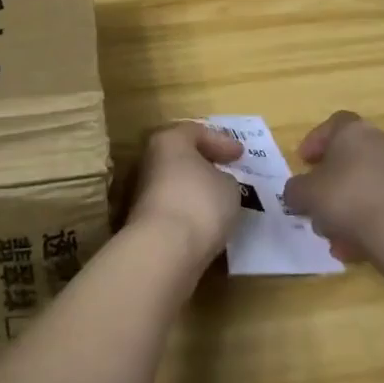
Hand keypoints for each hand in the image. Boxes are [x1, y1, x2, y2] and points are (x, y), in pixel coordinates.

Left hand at [126, 120, 245, 268]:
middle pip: (181, 156)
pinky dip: (189, 209)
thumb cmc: (200, 203)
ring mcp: (143, 191)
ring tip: (220, 198)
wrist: (164, 250)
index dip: (221, 141)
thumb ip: (225, 178)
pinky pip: (172, 206)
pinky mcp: (144, 220)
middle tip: (227, 170)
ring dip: (196, 188)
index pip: (197, 131)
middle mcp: (151, 160)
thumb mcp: (229, 186)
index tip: (240, 155)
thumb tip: (217, 182)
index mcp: (170, 140)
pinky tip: (206, 220)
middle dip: (205, 163)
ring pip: (175, 182)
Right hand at [281, 111, 383, 261]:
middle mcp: (381, 144)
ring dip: (346, 210)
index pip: (332, 124)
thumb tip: (296, 193)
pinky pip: (382, 207)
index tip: (303, 163)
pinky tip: (353, 249)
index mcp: (353, 131)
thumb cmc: (348, 199)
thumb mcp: (306, 194)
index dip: (315, 142)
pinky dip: (367, 224)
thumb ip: (295, 190)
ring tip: (332, 237)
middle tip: (315, 204)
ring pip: (365, 187)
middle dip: (329, 184)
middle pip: (349, 159)